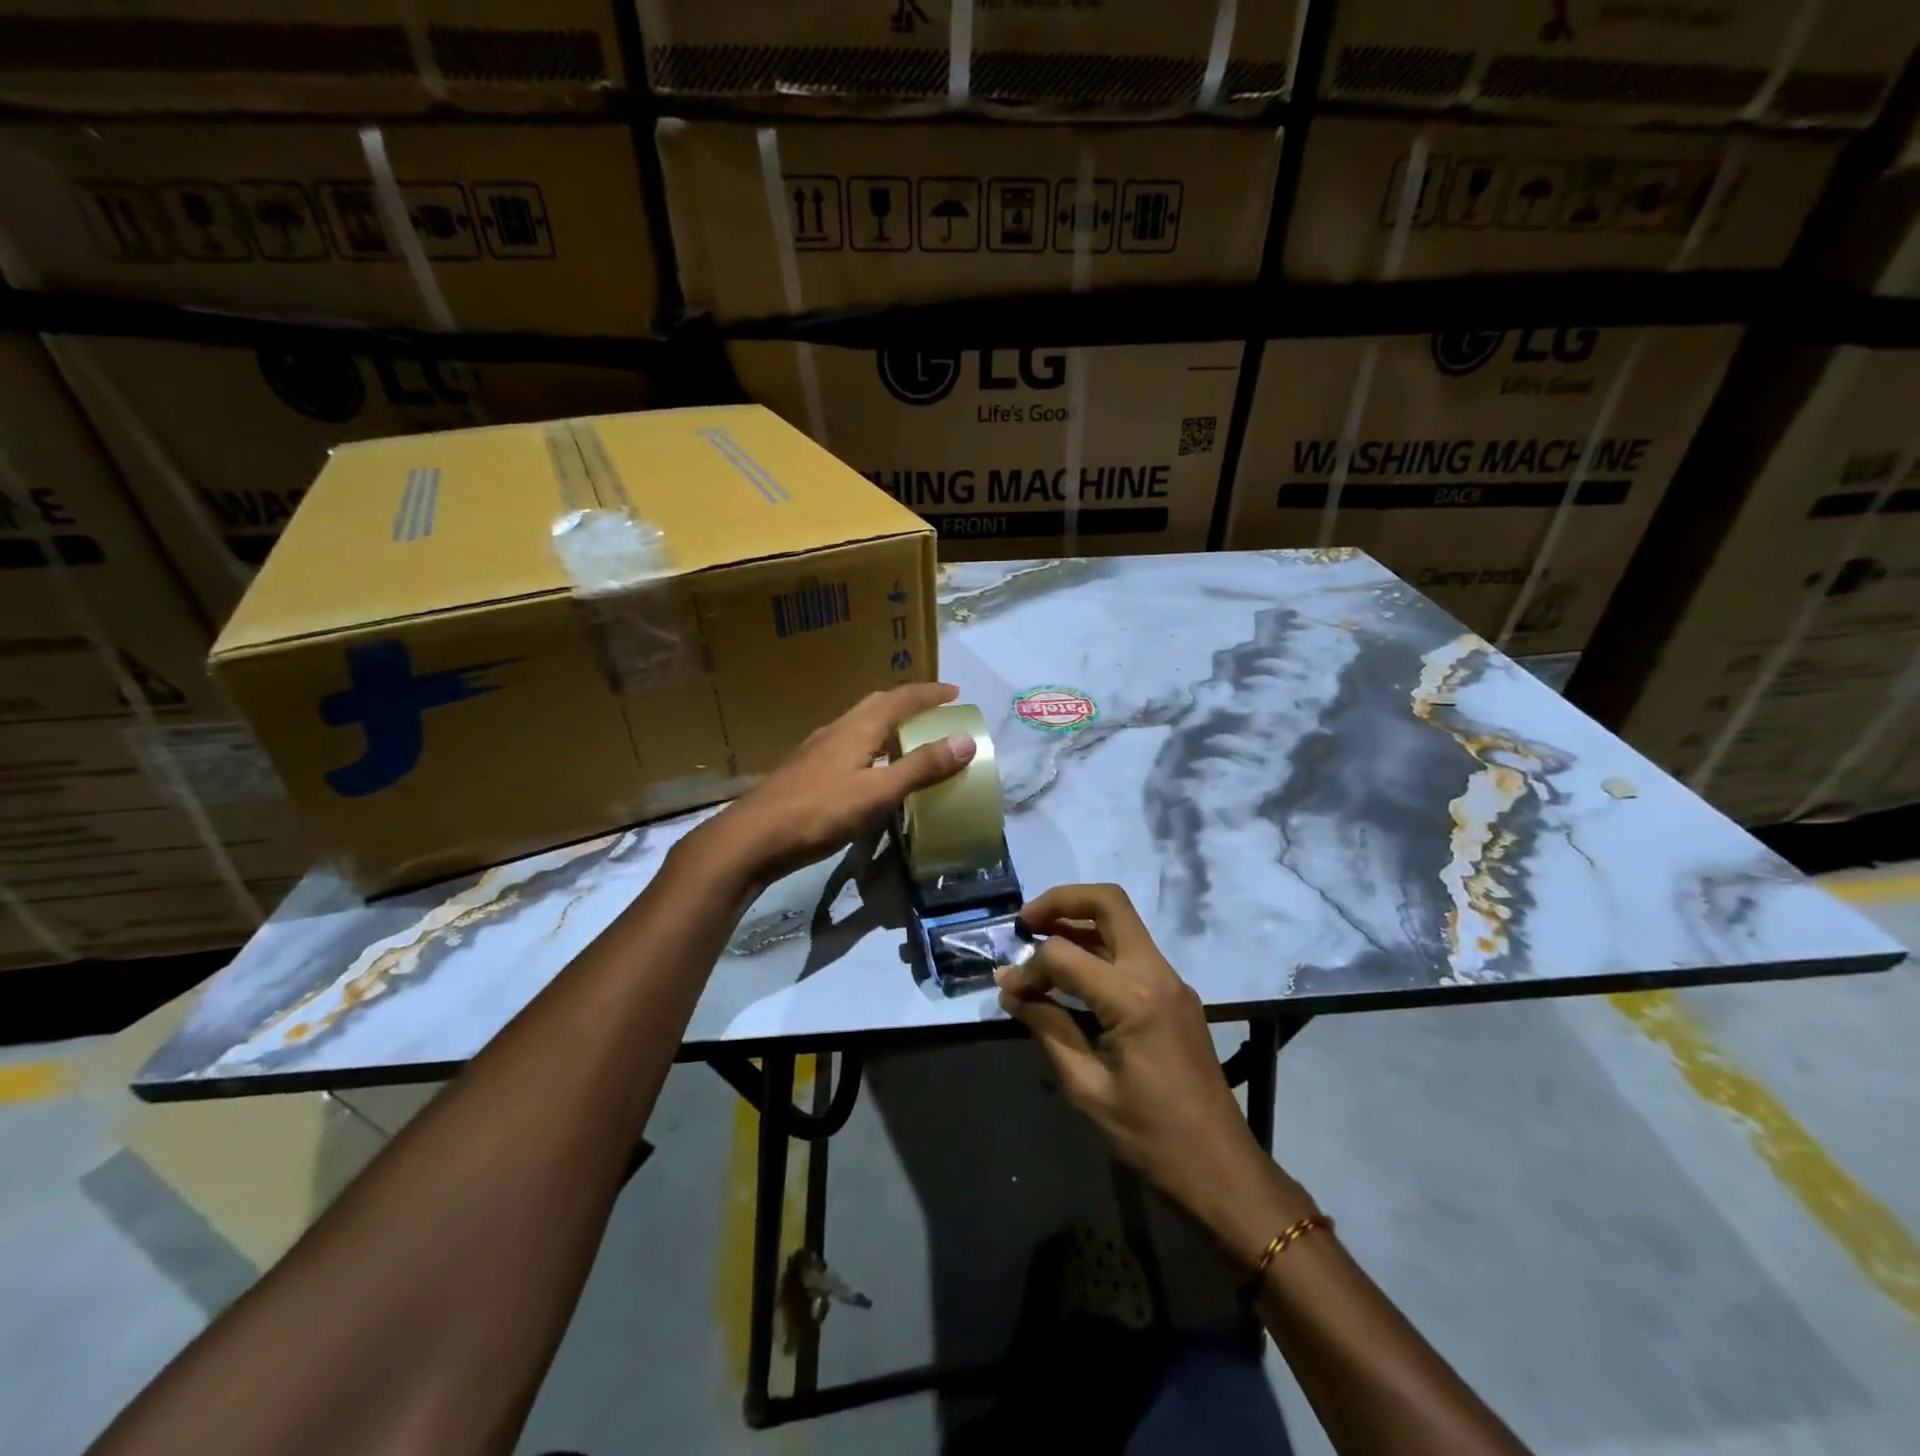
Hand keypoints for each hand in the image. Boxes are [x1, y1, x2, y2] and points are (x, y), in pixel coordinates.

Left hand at [697, 683, 975, 886]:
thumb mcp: (878, 792)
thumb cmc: (819, 812)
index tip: (955, 694)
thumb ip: (921, 767)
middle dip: (908, 703)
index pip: (901, 698)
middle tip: (934, 712)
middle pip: (877, 704)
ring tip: (908, 740)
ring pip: (860, 724)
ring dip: (888, 724)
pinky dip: (870, 746)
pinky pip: (848, 745)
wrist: (753, 837)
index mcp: (858, 728)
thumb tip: (965, 740)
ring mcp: (817, 749)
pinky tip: (870, 770)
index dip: (930, 694)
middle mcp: (837, 729)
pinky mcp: (806, 770)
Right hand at [996, 883, 1316, 1266]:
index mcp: (1134, 998)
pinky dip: (1097, 947)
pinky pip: (1131, 951)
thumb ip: (1048, 1028)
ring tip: (1038, 941)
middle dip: (1061, 901)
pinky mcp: (1175, 993)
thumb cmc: (1150, 1136)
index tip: (1009, 990)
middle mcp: (1156, 973)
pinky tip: (1070, 974)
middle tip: (1025, 923)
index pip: (1065, 955)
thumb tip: (1011, 990)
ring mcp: (1171, 980)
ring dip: (1078, 921)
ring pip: (1121, 922)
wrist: (1220, 1168)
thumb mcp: (1087, 1087)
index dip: (1028, 968)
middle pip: (1109, 902)